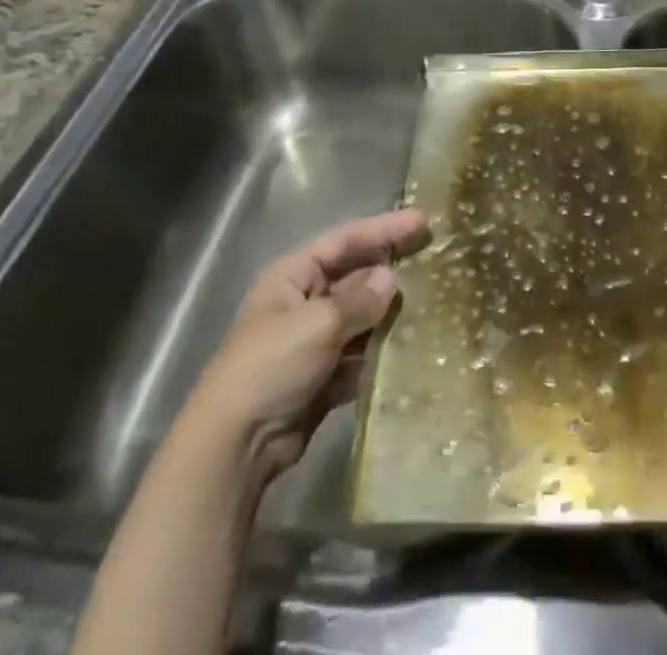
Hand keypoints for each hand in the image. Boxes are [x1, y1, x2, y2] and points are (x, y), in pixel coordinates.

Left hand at [190, 209, 428, 482]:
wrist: (234, 446)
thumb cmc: (270, 366)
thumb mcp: (317, 324)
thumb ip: (359, 300)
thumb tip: (390, 278)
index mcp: (292, 277)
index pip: (344, 241)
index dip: (383, 229)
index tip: (421, 221)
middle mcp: (302, 302)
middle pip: (354, 277)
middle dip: (389, 270)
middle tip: (433, 260)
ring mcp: (312, 341)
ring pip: (360, 317)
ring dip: (389, 314)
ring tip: (431, 304)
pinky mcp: (322, 377)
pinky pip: (359, 355)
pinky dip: (381, 352)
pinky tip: (411, 350)